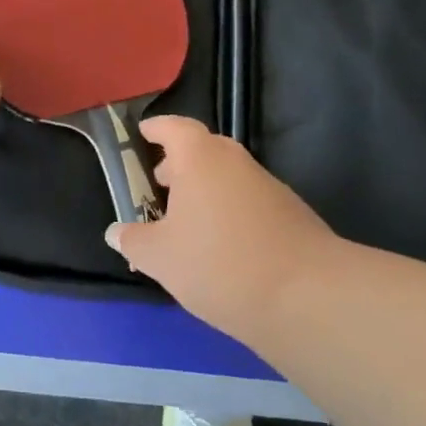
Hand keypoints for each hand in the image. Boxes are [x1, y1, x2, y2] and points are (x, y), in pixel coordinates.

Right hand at [106, 116, 340, 339]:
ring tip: (186, 226)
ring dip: (205, 192)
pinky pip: (249, 204)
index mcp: (200, 157)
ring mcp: (270, 187)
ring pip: (228, 179)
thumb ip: (133, 240)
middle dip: (179, 165)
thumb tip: (116, 232)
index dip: (155, 129)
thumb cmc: (219, 262)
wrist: (310, 298)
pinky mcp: (293, 216)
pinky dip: (230, 214)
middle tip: (158, 185)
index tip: (142, 135)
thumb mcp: (160, 257)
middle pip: (203, 150)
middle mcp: (236, 162)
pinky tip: (221, 250)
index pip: (173, 127)